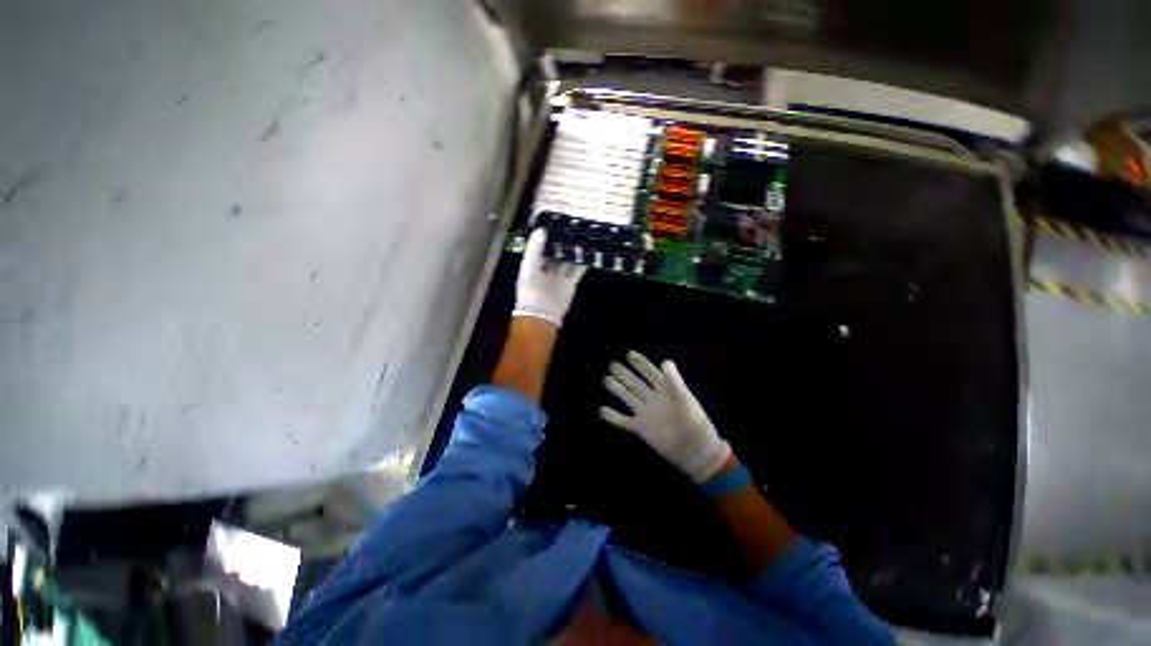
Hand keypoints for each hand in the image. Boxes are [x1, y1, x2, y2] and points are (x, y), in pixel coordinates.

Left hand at [513, 228, 586, 327]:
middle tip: (573, 225)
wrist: (541, 314)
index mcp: (534, 263)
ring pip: (569, 259)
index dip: (548, 234)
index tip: (556, 220)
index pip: (542, 244)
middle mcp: (548, 267)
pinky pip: (578, 270)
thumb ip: (534, 249)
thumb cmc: (530, 290)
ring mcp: (560, 275)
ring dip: (575, 250)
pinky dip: (584, 262)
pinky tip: (590, 251)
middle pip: (557, 251)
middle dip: (563, 240)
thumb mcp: (529, 267)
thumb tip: (542, 229)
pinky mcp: (571, 282)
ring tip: (584, 235)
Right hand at [600, 351, 730, 482]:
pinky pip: (623, 421)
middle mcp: (652, 398)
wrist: (695, 449)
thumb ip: (674, 380)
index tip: (629, 354)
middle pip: (635, 382)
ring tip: (606, 379)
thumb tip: (665, 361)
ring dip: (617, 389)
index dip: (640, 363)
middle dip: (624, 374)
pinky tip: (601, 410)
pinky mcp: (641, 428)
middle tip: (612, 365)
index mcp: (665, 390)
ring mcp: (645, 413)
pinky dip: (612, 416)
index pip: (649, 372)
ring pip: (628, 397)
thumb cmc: (694, 422)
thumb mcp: (685, 398)